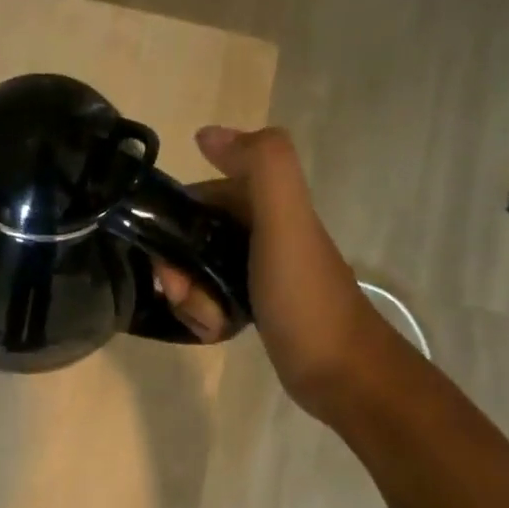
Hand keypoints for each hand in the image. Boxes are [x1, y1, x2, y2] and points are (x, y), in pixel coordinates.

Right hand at [152, 125, 373, 411]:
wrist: (342, 373)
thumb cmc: (306, 298)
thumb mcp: (286, 224)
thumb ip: (262, 167)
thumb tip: (207, 133)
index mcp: (268, 205)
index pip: (198, 198)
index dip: (172, 223)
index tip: (166, 259)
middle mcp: (261, 232)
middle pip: (192, 239)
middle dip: (178, 268)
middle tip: (184, 296)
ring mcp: (258, 271)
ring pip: (197, 272)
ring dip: (189, 296)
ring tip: (207, 320)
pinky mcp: (255, 306)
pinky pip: (210, 299)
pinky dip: (203, 315)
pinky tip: (216, 332)